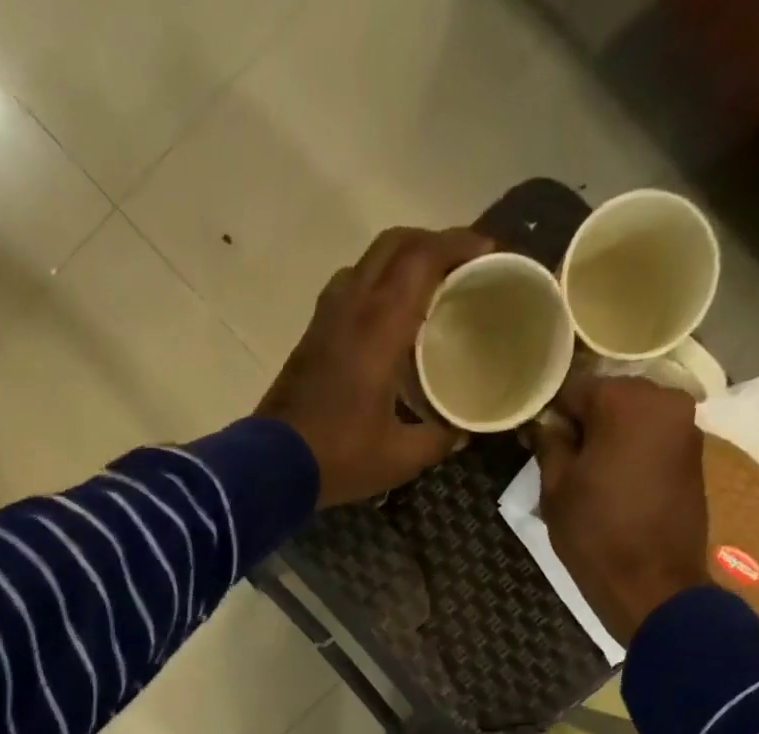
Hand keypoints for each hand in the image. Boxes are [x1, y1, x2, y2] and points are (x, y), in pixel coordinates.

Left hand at [258, 227, 490, 507]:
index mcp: (379, 326)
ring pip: (365, 263)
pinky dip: (375, 285)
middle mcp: (351, 307)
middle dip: (430, 242)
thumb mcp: (400, 457)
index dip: (458, 244)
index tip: (487, 251)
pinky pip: (348, 290)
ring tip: (425, 287)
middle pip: (393, 245)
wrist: (271, 467)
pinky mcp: (310, 338)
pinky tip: (388, 320)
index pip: (422, 258)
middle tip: (460, 264)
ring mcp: (325, 320)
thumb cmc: (340, 457)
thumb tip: (462, 433)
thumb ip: (438, 440)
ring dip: (399, 261)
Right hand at [532, 374, 710, 643]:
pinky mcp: (695, 455)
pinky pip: (652, 439)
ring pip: (633, 418)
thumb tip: (542, 424)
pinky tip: (614, 481)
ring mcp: (687, 427)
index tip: (535, 439)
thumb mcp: (556, 488)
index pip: (574, 388)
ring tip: (586, 474)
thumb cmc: (596, 533)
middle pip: (609, 397)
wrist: (653, 585)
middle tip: (559, 458)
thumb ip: (549, 444)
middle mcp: (666, 400)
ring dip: (609, 437)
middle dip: (584, 422)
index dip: (550, 413)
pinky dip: (632, 451)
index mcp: (627, 400)